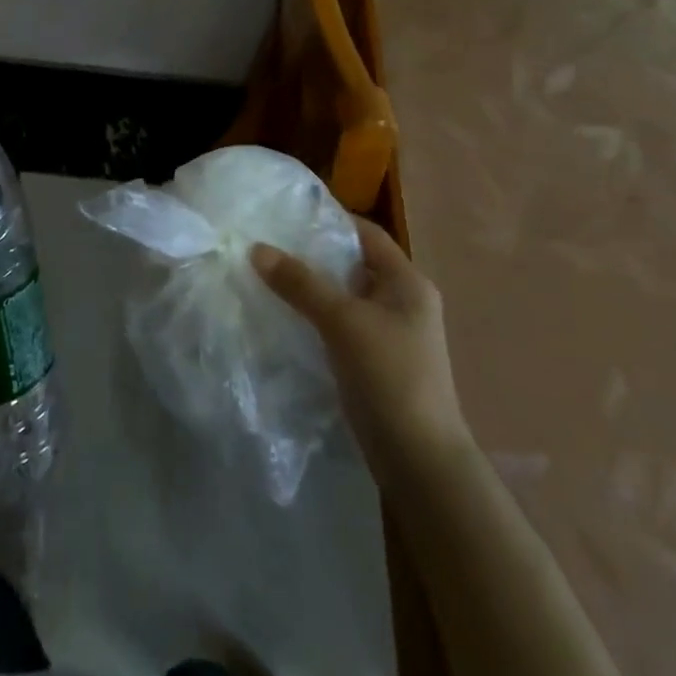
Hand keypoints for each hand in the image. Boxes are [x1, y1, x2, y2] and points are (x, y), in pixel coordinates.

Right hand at [251, 216, 468, 473]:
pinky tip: (284, 318)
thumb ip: (300, 283)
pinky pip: (341, 326)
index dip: (329, 220)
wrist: (419, 460)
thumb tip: (256, 248)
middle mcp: (403, 302)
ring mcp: (391, 334)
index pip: (366, 234)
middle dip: (312, 255)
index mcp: (408, 282)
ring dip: (311, 289)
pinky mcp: (376, 362)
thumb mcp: (342, 321)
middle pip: (352, 264)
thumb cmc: (389, 376)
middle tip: (268, 244)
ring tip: (267, 277)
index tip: (286, 215)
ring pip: (344, 297)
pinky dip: (315, 318)